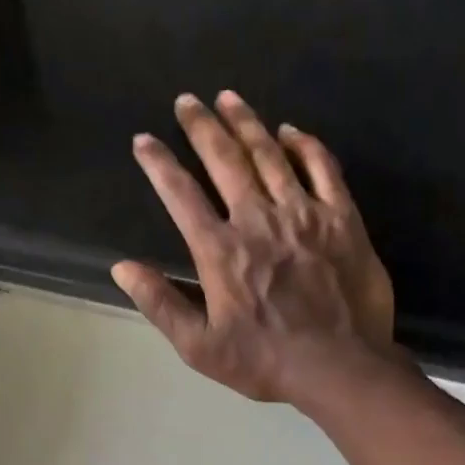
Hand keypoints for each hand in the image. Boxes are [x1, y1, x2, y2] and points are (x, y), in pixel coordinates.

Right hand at [111, 91, 397, 405]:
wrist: (338, 366)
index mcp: (220, 251)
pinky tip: (291, 131)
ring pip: (270, 153)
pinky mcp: (341, 218)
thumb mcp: (200, 347)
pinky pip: (322, 167)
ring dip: (246, 122)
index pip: (181, 195)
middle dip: (201, 126)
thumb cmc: (265, 362)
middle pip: (225, 159)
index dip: (158, 164)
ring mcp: (303, 213)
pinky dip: (304, 144)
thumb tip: (122, 268)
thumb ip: (161, 304)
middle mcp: (258, 219)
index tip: (144, 141)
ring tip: (229, 98)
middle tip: (187, 100)